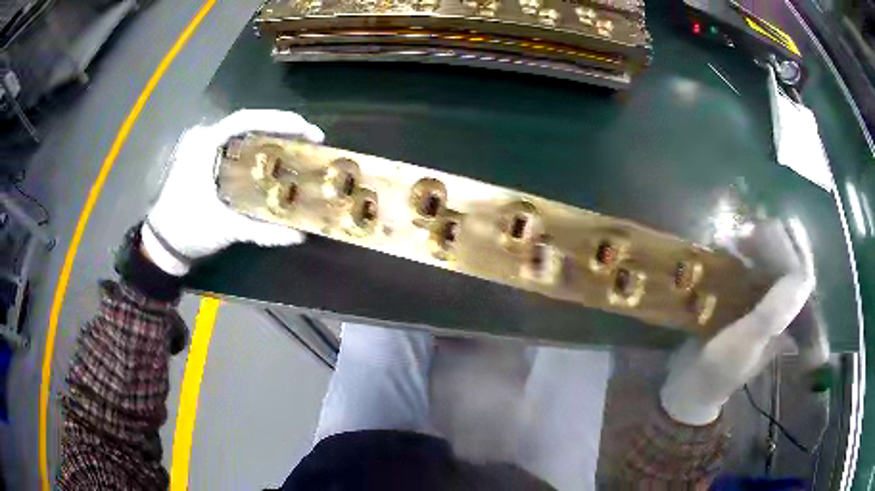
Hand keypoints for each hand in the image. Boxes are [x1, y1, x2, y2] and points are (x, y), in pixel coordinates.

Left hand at [143, 109, 323, 275]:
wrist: (163, 244)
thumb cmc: (188, 229)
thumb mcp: (225, 229)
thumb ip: (261, 231)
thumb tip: (299, 236)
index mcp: (205, 145)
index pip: (246, 120)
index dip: (279, 120)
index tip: (308, 130)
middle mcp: (205, 138)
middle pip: (249, 124)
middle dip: (282, 128)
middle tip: (311, 140)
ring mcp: (204, 148)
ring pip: (244, 134)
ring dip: (272, 137)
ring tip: (300, 147)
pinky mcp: (205, 160)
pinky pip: (237, 146)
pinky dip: (259, 149)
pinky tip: (275, 159)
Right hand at [660, 221, 814, 425]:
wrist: (689, 386)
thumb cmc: (718, 368)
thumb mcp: (745, 343)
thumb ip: (772, 313)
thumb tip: (801, 276)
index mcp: (785, 322)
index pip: (801, 278)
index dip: (795, 249)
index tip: (778, 226)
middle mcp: (777, 310)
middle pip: (786, 265)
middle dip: (772, 242)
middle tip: (750, 228)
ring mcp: (759, 305)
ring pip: (767, 264)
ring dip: (755, 246)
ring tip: (735, 235)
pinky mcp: (741, 303)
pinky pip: (748, 270)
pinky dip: (739, 255)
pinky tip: (725, 248)